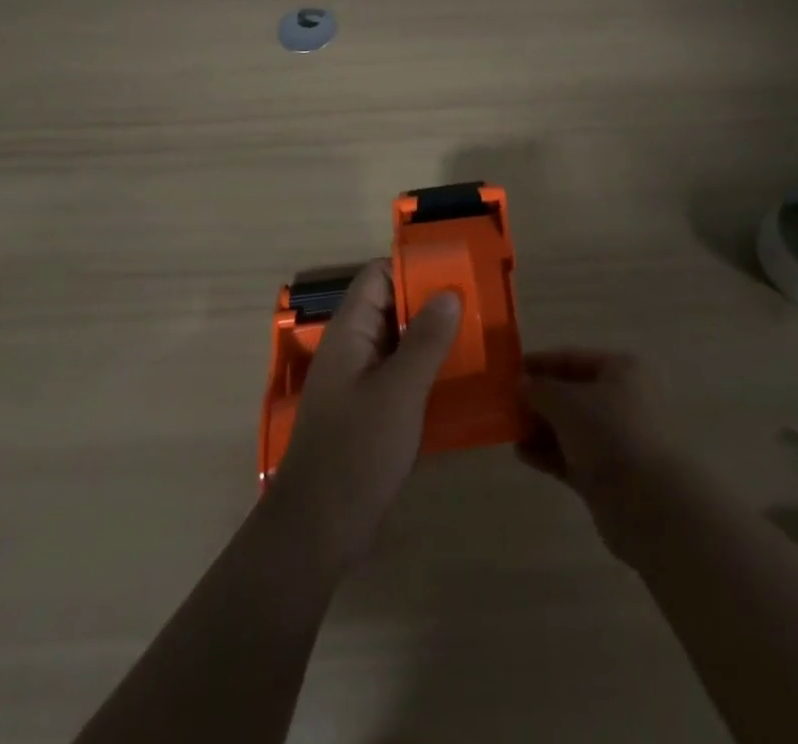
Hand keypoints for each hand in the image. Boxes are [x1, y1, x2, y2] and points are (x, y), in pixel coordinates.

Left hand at [262, 260, 461, 570]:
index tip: (455, 271)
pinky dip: (427, 369)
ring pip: (399, 341)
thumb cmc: (356, 451)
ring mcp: (359, 380)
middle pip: (392, 306)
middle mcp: (353, 348)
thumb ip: (425, 340)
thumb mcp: (399, 391)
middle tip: (478, 304)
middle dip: (431, 302)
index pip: (378, 276)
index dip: (413, 268)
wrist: (318, 530)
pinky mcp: (370, 410)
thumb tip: (449, 292)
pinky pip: (401, 374)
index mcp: (350, 332)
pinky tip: (461, 380)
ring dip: (433, 337)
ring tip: (479, 337)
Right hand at [518, 349, 685, 555]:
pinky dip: (548, 453)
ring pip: (570, 427)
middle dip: (538, 399)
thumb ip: (540, 389)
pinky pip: (571, 456)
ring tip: (508, 430)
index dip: (540, 362)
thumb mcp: (568, 402)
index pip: (573, 358)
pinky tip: (522, 454)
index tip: (508, 371)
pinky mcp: (608, 474)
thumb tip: (521, 384)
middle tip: (504, 405)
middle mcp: (622, 399)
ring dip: (540, 427)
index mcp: (621, 370)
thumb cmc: (610, 433)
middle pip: (571, 393)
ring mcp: (616, 439)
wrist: (649, 504)